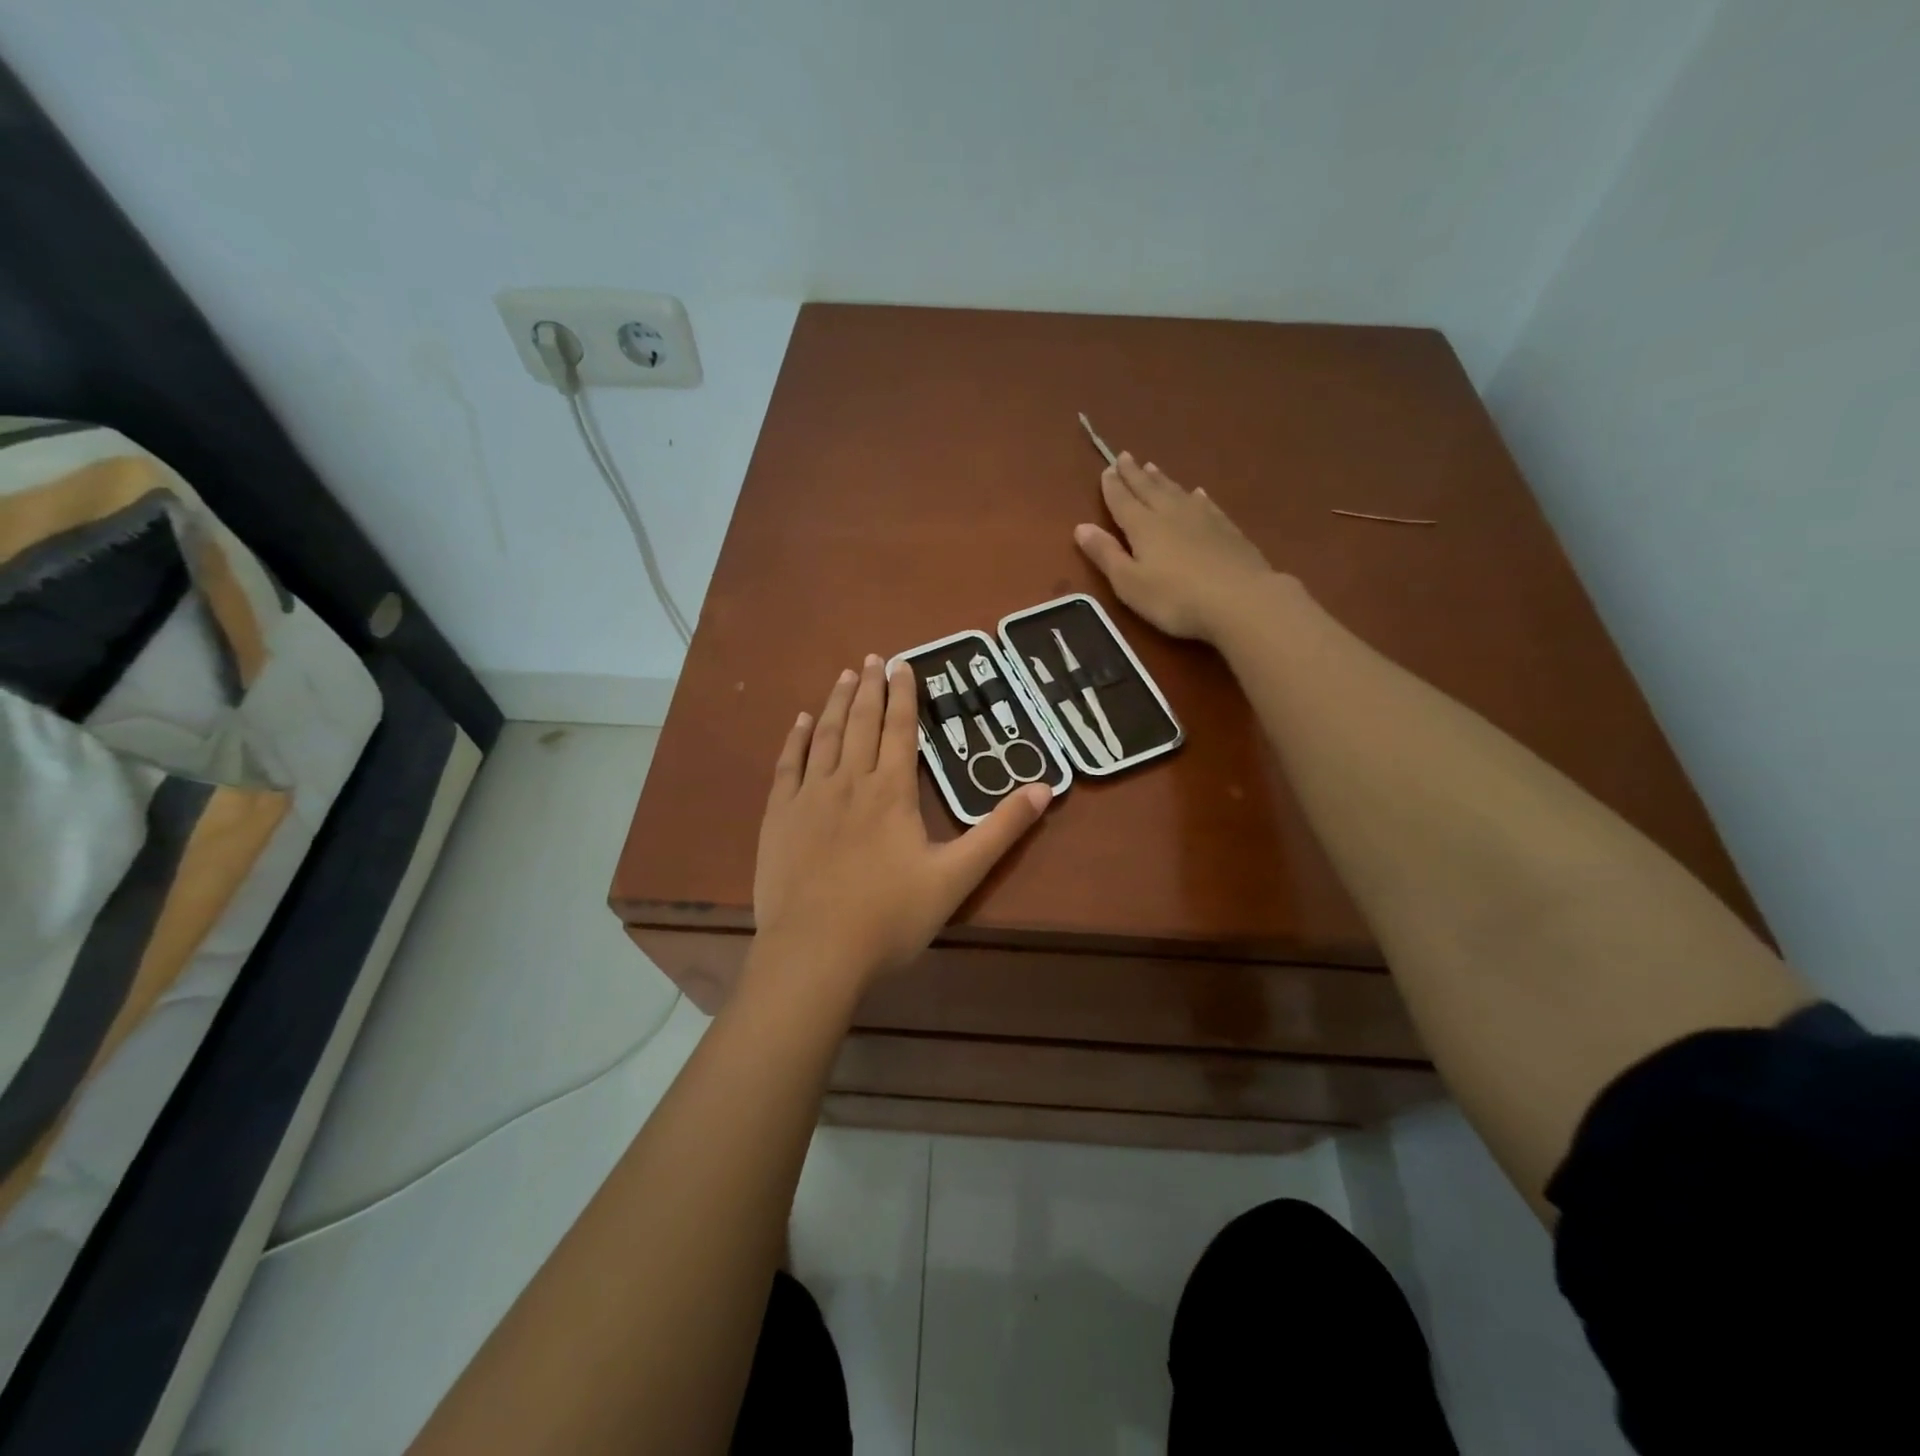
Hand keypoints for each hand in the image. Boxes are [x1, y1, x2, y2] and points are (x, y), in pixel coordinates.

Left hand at [753, 655, 1051, 988]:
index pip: (900, 730)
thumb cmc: (890, 917)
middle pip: (862, 723)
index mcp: (891, 792)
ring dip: (837, 703)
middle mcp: (849, 781)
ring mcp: (809, 797)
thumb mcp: (957, 877)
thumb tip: (1044, 788)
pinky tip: (801, 721)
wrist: (815, 953)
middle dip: (871, 688)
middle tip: (874, 658)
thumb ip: (1000, 831)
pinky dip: (795, 739)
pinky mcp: (779, 817)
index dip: (904, 695)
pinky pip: (787, 765)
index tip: (904, 663)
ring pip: (825, 736)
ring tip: (845, 676)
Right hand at [1075, 452, 1282, 643]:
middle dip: (1134, 474)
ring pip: (1176, 492)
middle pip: (1149, 489)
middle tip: (1125, 456)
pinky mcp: (1227, 529)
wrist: (1241, 599)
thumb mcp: (1129, 583)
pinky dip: (1195, 496)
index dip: (1112, 487)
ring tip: (1152, 467)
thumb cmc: (1176, 598)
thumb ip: (1106, 554)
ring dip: (1162, 480)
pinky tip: (1196, 493)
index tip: (1106, 470)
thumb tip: (1081, 527)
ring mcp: (1203, 519)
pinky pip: (1205, 504)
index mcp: (1143, 527)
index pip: (1122, 501)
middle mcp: (1171, 514)